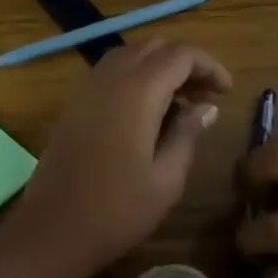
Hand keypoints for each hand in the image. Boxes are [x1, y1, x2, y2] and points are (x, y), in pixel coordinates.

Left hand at [0, 39, 231, 277]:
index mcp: (137, 92)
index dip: (208, 66)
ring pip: (129, 56)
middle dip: (185, 63)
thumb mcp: (166, 179)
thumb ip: (188, 135)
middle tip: (205, 96)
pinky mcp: (74, 105)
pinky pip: (111, 73)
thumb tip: (207, 108)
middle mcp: (110, 79)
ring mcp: (87, 90)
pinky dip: (136, 77)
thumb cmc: (115, 210)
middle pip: (153, 47)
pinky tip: (147, 113)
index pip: (179, 55)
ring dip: (159, 67)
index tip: (227, 91)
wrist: (50, 230)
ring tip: (180, 102)